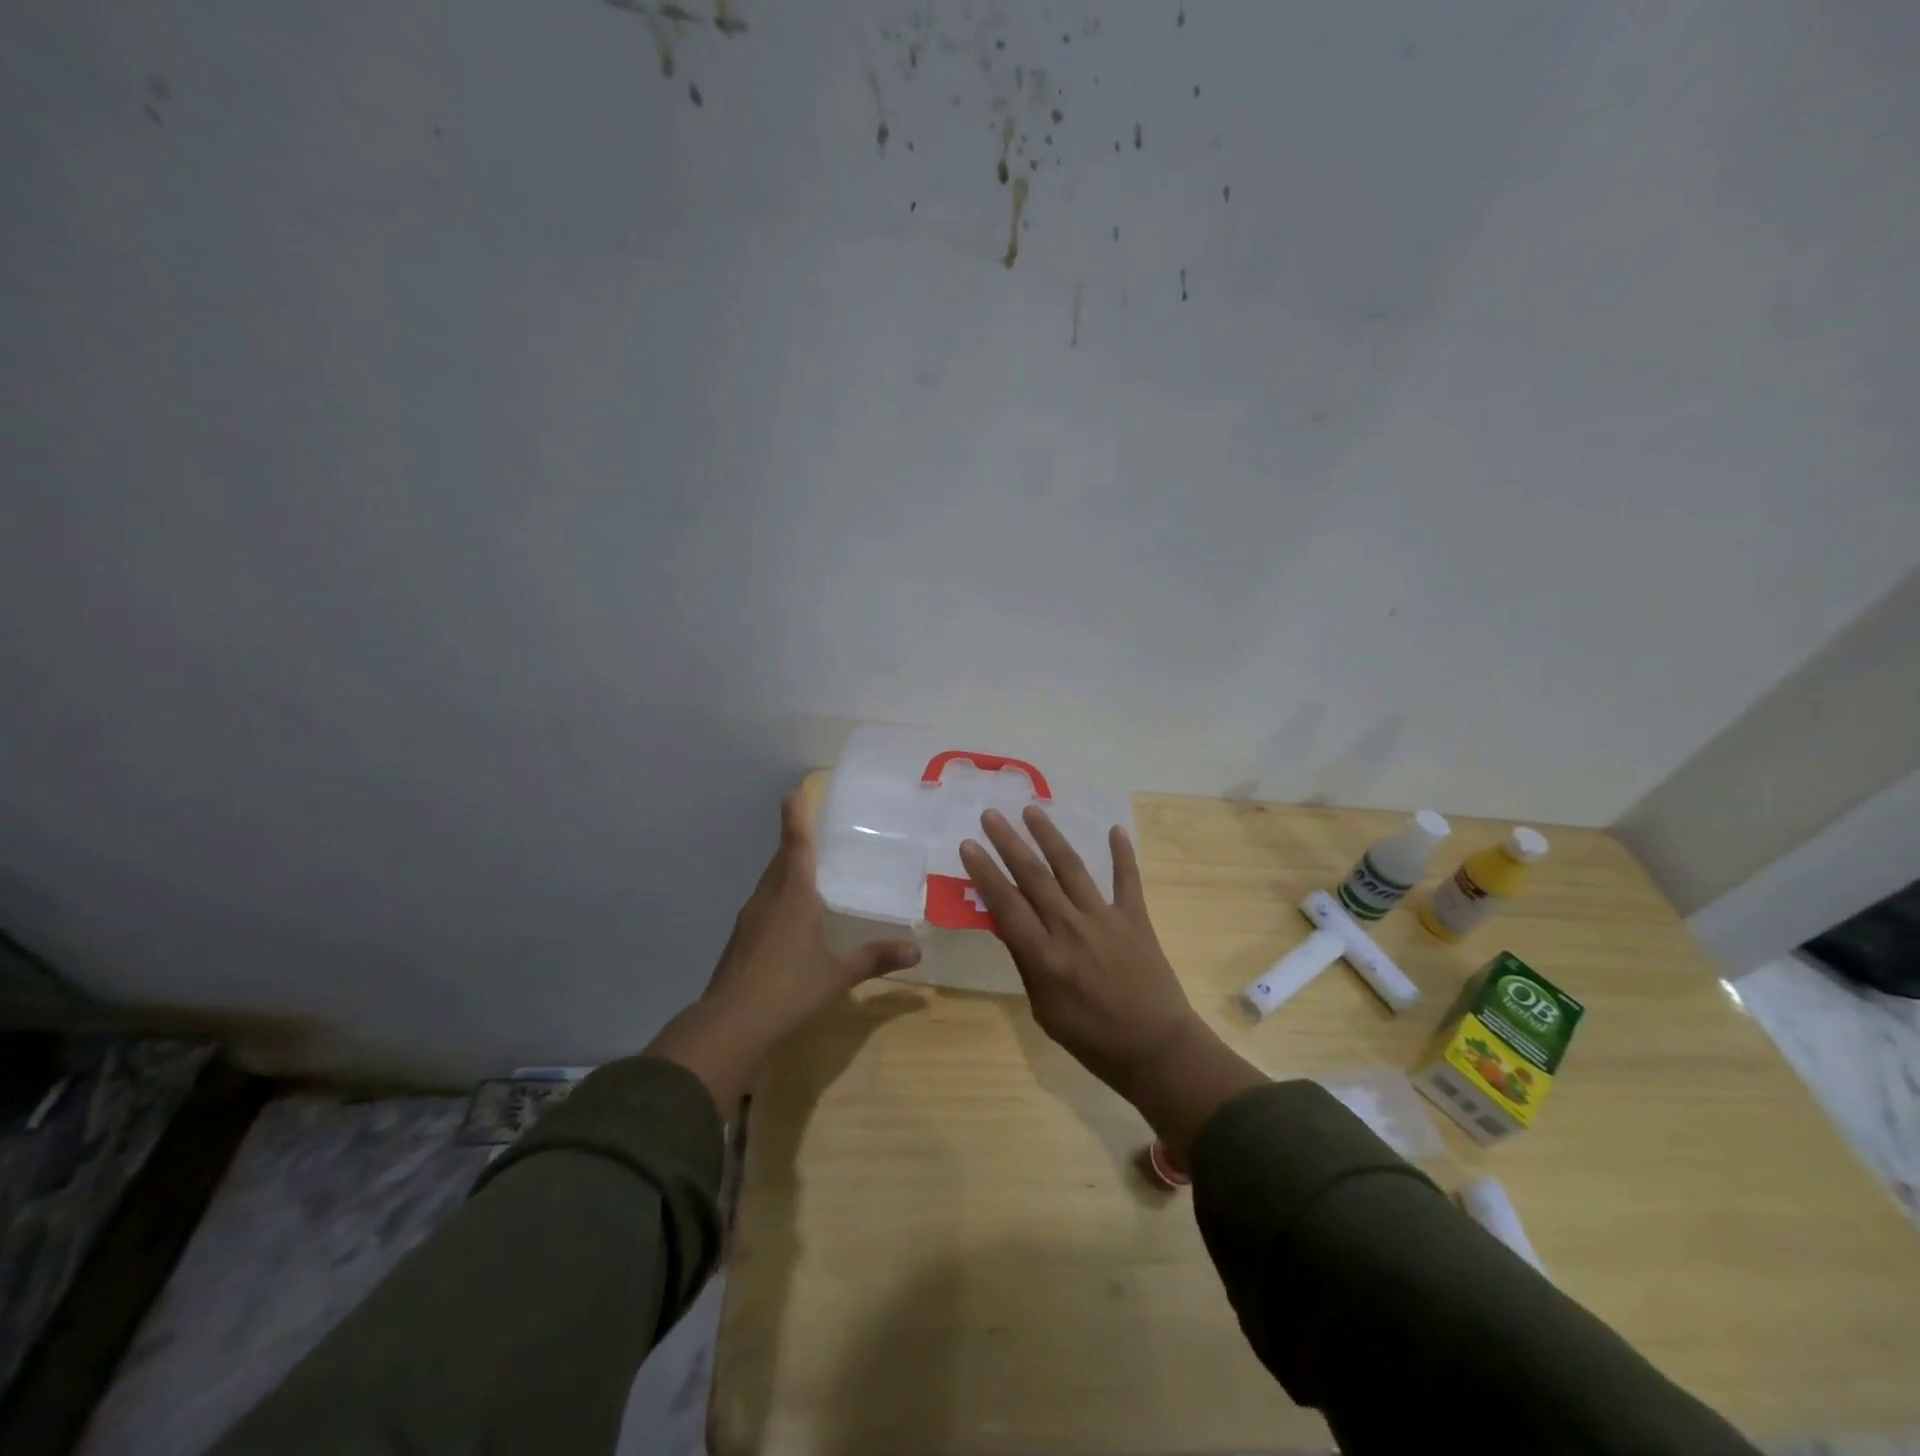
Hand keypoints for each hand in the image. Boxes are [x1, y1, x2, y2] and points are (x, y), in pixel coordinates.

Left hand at [645, 792, 921, 1111]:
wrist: (731, 1023)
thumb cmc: (790, 988)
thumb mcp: (838, 974)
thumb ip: (875, 958)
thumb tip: (916, 950)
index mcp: (794, 895)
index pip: (796, 846)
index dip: (796, 819)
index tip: (792, 793)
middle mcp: (769, 898)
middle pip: (781, 861)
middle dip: (793, 844)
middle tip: (810, 832)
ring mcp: (749, 919)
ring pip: (769, 884)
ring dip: (785, 872)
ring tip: (805, 873)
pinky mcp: (740, 940)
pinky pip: (763, 906)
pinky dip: (777, 899)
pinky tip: (788, 918)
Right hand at [959, 807, 1266, 1156]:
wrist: (1156, 1048)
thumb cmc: (1092, 1039)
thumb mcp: (1044, 1010)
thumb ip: (1026, 963)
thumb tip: (1007, 925)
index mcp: (1044, 956)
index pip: (1006, 904)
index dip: (985, 872)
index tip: (969, 844)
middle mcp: (1071, 928)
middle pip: (1034, 876)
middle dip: (1009, 842)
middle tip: (991, 814)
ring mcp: (1105, 919)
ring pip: (1072, 868)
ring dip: (1050, 837)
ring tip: (1032, 810)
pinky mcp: (1135, 918)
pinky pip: (1127, 879)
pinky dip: (1122, 854)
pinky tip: (1114, 829)